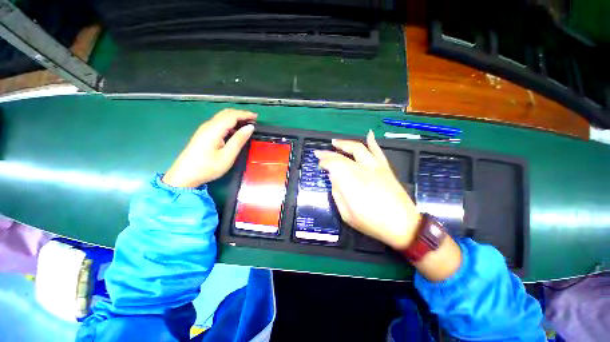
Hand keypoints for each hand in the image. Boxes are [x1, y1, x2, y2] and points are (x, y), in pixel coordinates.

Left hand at [163, 109, 256, 187]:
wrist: (184, 175)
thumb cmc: (208, 167)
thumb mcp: (227, 156)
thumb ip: (239, 140)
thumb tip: (250, 127)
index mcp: (214, 129)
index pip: (232, 115)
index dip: (245, 114)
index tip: (257, 117)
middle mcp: (208, 125)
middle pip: (226, 113)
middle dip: (241, 114)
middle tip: (253, 120)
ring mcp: (204, 129)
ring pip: (222, 117)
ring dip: (235, 118)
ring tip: (247, 124)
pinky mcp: (203, 134)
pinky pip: (218, 123)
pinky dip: (229, 123)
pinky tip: (235, 131)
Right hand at [315, 130, 420, 249]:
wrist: (403, 225)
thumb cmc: (372, 223)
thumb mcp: (347, 214)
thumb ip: (337, 194)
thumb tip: (333, 178)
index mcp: (351, 182)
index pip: (333, 164)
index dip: (324, 162)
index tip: (319, 164)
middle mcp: (362, 170)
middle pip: (343, 156)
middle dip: (329, 153)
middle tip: (319, 152)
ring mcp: (376, 167)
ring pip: (358, 149)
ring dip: (345, 144)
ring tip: (335, 142)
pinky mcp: (385, 168)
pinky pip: (378, 151)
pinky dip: (372, 142)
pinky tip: (368, 134)